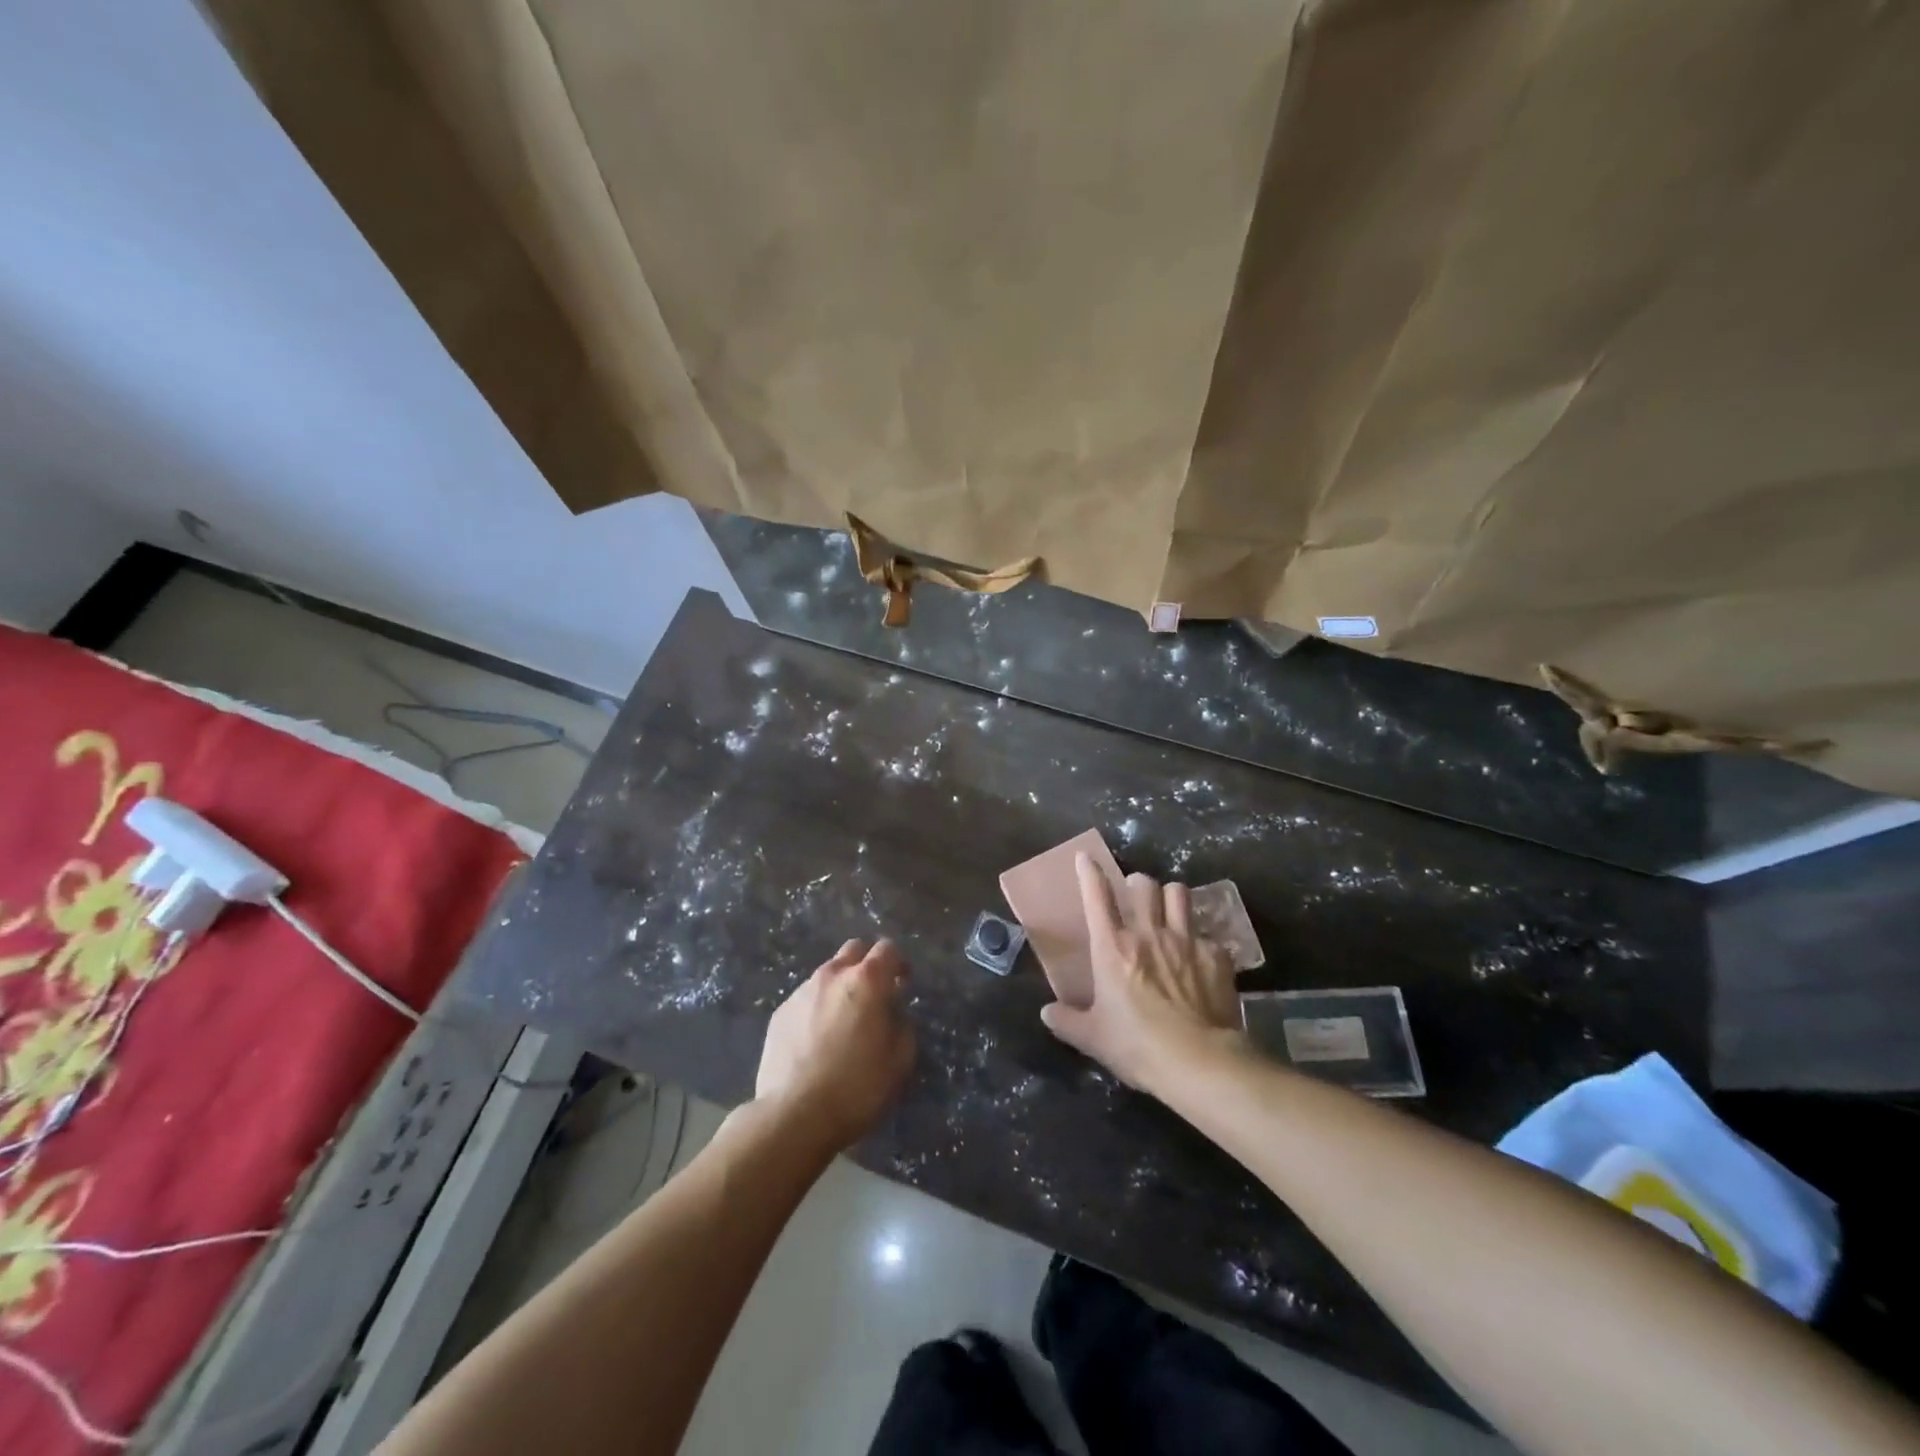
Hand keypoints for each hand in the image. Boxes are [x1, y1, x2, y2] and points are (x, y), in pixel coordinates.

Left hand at [757, 938, 914, 1148]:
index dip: (899, 963)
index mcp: (867, 981)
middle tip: (874, 994)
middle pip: (854, 949)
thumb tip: (893, 1013)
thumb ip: (902, 1025)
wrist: (794, 1116)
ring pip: (827, 974)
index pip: (888, 948)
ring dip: (840, 987)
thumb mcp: (900, 1060)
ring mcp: (802, 992)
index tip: (903, 984)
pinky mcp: (779, 1013)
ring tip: (843, 1021)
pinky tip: (817, 1041)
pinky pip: (806, 999)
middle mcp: (832, 975)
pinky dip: (817, 1008)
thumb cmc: (857, 1087)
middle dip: (868, 964)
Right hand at [1040, 855, 1244, 1095]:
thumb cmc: (1137, 1046)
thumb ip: (1067, 1021)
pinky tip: (1201, 959)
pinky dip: (1202, 941)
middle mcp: (1148, 933)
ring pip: (1179, 893)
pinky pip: (1208, 934)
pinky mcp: (1216, 955)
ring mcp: (1186, 940)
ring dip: (1171, 897)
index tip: (1085, 858)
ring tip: (1169, 911)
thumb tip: (1047, 1012)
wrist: (1199, 1062)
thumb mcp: (1093, 1038)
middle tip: (1136, 896)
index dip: (1089, 872)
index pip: (1097, 895)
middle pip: (1144, 884)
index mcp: (1112, 947)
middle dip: (1138, 883)